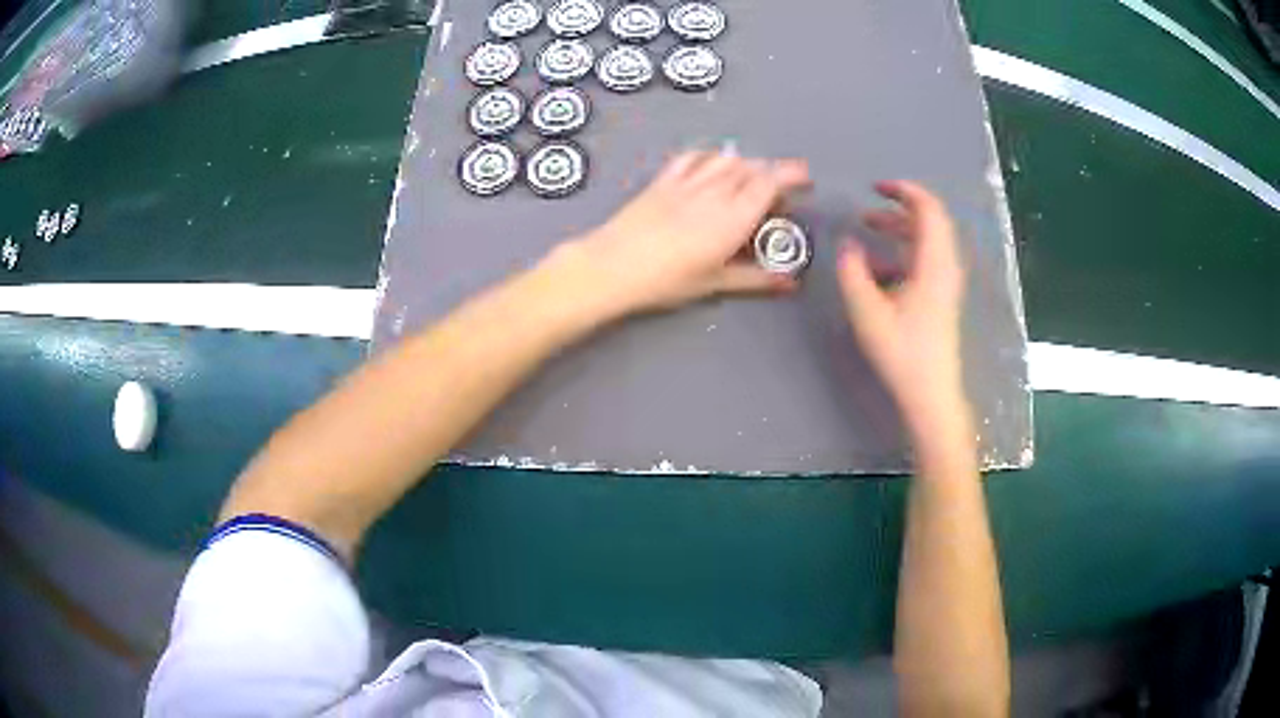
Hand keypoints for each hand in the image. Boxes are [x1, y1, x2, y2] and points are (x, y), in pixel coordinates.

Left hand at [569, 151, 810, 314]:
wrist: (612, 265)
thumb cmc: (667, 280)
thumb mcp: (715, 282)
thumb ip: (756, 278)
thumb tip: (791, 282)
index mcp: (733, 216)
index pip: (769, 182)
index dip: (791, 175)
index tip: (806, 177)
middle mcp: (714, 191)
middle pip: (751, 168)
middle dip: (773, 171)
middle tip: (781, 189)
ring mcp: (687, 181)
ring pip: (725, 159)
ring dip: (746, 163)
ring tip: (752, 178)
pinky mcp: (664, 180)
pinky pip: (693, 157)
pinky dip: (711, 156)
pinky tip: (714, 163)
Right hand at [836, 181, 966, 430]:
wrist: (931, 394)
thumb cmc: (903, 352)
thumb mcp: (869, 311)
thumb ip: (853, 271)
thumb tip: (848, 244)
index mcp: (934, 263)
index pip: (928, 209)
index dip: (904, 190)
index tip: (875, 187)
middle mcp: (946, 266)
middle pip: (929, 222)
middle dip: (897, 209)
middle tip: (867, 210)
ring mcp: (945, 283)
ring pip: (926, 241)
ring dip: (898, 230)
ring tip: (867, 231)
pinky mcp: (940, 298)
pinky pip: (924, 260)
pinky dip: (902, 252)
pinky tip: (877, 268)